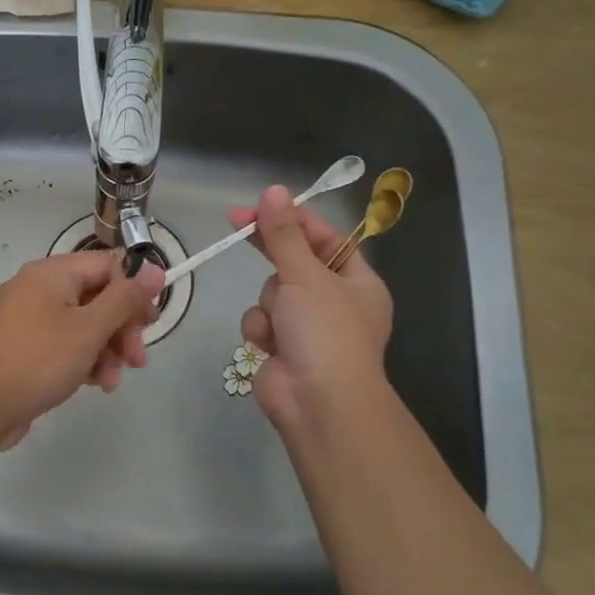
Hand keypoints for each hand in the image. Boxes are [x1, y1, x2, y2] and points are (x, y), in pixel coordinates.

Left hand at [0, 251, 165, 448]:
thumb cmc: (38, 360)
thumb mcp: (89, 328)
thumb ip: (125, 298)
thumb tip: (155, 269)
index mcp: (52, 273)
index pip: (106, 266)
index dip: (134, 291)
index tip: (151, 322)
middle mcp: (38, 289)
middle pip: (96, 297)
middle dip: (121, 328)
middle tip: (137, 359)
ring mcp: (27, 319)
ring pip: (82, 324)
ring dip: (106, 350)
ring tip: (113, 381)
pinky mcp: (23, 347)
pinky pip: (63, 344)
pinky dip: (83, 360)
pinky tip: (95, 384)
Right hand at [230, 185, 394, 436]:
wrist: (318, 402)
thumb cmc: (325, 332)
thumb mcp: (306, 275)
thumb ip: (284, 234)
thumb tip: (274, 191)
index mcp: (357, 282)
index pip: (325, 238)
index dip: (294, 219)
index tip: (261, 204)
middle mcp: (335, 302)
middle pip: (295, 263)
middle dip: (272, 253)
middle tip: (237, 223)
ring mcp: (307, 327)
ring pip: (272, 292)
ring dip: (269, 304)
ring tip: (280, 324)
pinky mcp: (282, 347)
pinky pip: (261, 321)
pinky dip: (261, 330)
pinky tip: (269, 345)